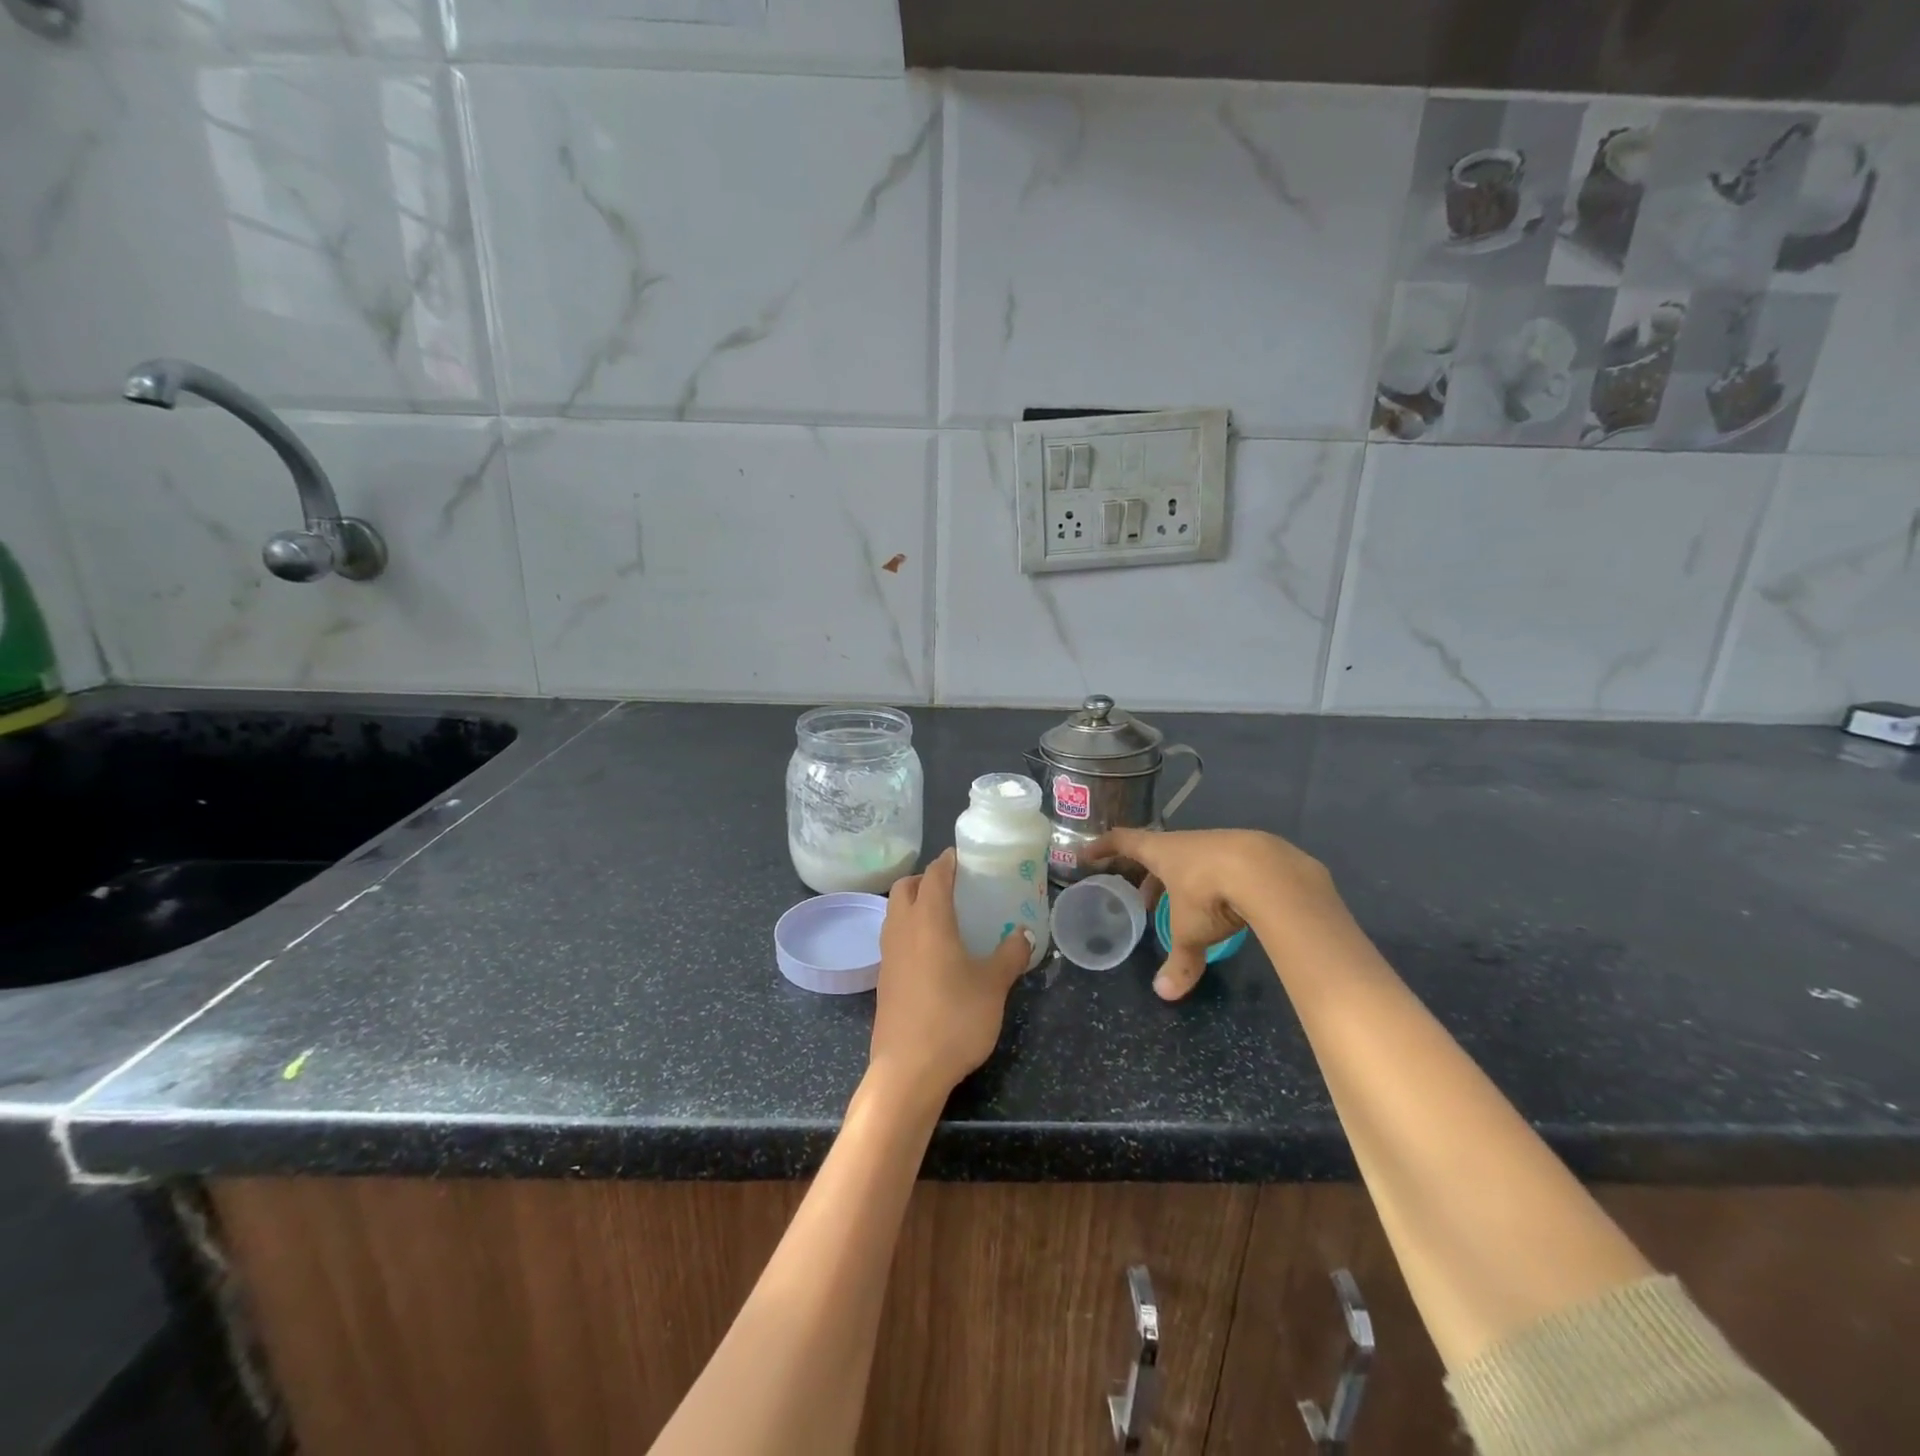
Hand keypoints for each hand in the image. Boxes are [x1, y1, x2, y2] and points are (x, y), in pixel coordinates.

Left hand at [872, 850, 1032, 1107]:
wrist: (908, 1070)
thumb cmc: (955, 1019)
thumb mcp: (994, 985)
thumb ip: (1010, 955)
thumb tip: (1024, 934)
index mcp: (928, 920)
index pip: (934, 875)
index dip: (948, 861)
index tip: (964, 856)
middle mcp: (902, 929)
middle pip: (905, 887)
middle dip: (926, 878)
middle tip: (954, 886)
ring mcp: (888, 954)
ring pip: (894, 911)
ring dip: (913, 903)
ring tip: (944, 915)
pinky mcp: (883, 978)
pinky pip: (894, 937)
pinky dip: (909, 929)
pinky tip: (932, 952)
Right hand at [1087, 827, 1331, 1000]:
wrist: (1270, 872)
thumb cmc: (1211, 893)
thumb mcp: (1190, 931)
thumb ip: (1180, 960)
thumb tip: (1164, 994)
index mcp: (1161, 852)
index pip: (1122, 842)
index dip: (1102, 847)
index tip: (1086, 855)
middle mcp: (1185, 843)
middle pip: (1156, 853)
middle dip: (1146, 876)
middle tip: (1141, 900)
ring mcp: (1217, 844)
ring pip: (1189, 860)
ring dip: (1179, 881)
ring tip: (1181, 907)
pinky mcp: (1247, 853)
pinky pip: (1218, 866)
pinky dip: (1210, 883)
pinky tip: (1223, 905)